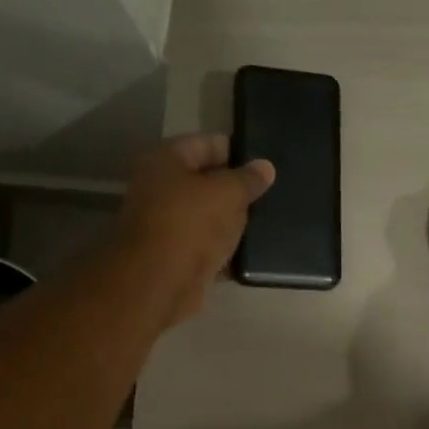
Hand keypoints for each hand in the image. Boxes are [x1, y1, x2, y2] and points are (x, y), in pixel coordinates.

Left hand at [119, 134, 274, 324]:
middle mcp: (159, 189)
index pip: (206, 144)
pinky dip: (225, 249)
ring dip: (231, 221)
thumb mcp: (228, 193)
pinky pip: (206, 247)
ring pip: (206, 217)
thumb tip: (265, 167)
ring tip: (267, 221)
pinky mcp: (175, 258)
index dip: (236, 151)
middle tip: (270, 193)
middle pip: (205, 182)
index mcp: (165, 161)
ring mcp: (165, 226)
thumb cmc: (190, 224)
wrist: (159, 283)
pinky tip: (251, 252)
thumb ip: (248, 179)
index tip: (264, 163)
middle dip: (235, 188)